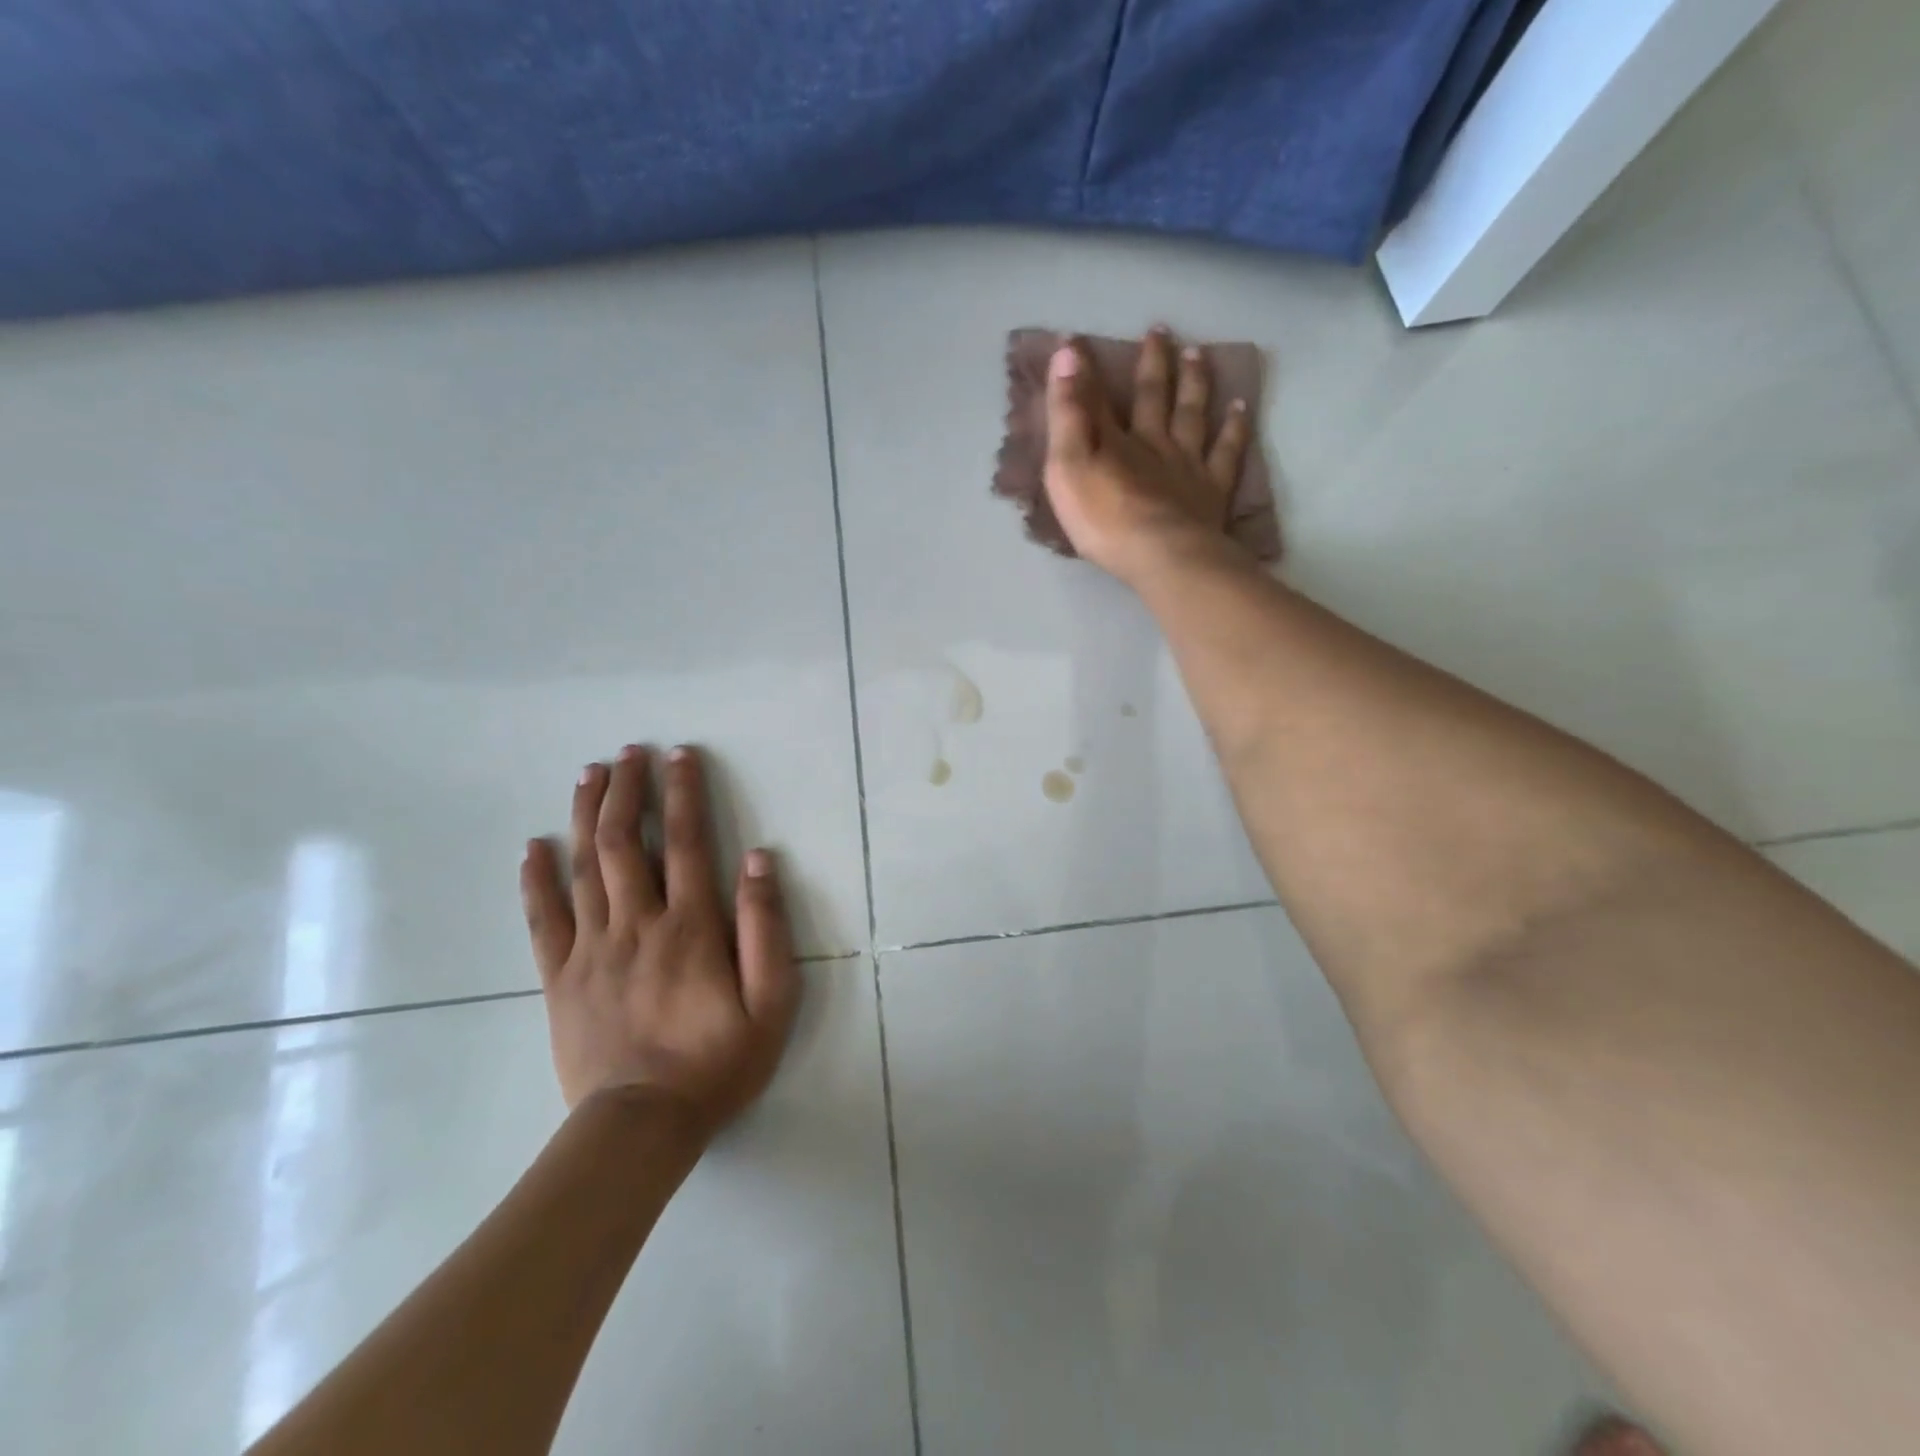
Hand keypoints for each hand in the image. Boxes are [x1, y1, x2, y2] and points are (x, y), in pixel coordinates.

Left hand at [520, 744, 800, 1133]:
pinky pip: (542, 920)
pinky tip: (533, 847)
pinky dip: (536, 880)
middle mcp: (637, 924)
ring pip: (583, 868)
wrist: (642, 1126)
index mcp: (690, 927)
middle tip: (627, 752)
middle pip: (625, 842)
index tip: (680, 755)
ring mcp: (591, 949)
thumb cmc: (718, 1061)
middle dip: (627, 790)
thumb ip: (765, 927)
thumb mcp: (771, 1001)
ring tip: (589, 774)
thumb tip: (758, 860)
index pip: (686, 841)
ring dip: (585, 815)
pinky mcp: (560, 978)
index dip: (683, 793)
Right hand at [1042, 327, 1257, 586]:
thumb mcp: (1069, 467)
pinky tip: (1240, 409)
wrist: (1162, 556)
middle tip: (1160, 330)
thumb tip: (1068, 352)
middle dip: (1153, 363)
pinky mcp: (1212, 492)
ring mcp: (1187, 465)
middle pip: (1154, 396)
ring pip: (1193, 414)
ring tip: (1199, 353)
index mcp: (1116, 440)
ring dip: (1194, 382)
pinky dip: (1234, 427)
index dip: (1086, 368)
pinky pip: (1227, 451)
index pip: (1096, 397)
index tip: (1077, 339)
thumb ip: (1067, 413)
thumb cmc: (1106, 520)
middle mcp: (1154, 442)